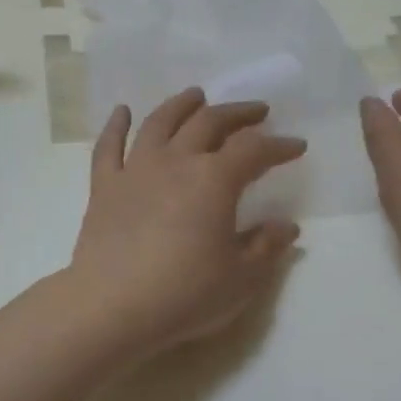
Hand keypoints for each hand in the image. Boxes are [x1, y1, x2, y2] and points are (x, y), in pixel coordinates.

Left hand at [68, 89, 305, 354]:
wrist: (112, 306)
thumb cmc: (184, 293)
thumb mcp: (241, 278)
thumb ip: (266, 246)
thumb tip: (286, 225)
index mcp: (214, 179)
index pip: (254, 150)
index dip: (279, 145)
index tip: (296, 146)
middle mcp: (176, 161)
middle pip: (209, 123)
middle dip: (237, 113)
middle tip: (256, 111)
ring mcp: (135, 169)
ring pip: (160, 122)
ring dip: (181, 105)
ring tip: (196, 95)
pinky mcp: (104, 186)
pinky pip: (108, 146)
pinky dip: (116, 125)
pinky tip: (122, 111)